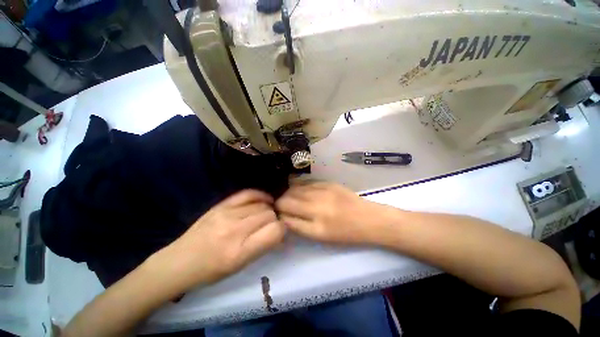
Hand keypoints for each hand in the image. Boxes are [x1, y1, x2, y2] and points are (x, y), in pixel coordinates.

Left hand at [149, 190, 284, 291]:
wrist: (180, 261)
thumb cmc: (212, 271)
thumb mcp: (241, 266)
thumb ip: (263, 246)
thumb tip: (280, 230)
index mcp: (240, 252)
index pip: (275, 231)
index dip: (282, 229)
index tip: (279, 232)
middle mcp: (235, 231)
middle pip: (269, 215)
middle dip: (274, 220)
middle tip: (269, 226)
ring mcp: (226, 214)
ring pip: (261, 205)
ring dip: (267, 209)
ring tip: (265, 214)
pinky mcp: (221, 205)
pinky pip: (248, 193)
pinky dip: (260, 195)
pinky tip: (264, 200)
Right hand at [276, 182, 394, 244]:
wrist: (368, 218)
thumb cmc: (345, 233)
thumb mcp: (320, 236)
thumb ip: (299, 226)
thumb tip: (282, 216)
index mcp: (315, 222)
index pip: (286, 211)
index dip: (277, 211)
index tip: (276, 212)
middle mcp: (317, 203)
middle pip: (288, 197)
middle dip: (281, 200)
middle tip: (280, 204)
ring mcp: (323, 190)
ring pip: (296, 187)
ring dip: (289, 192)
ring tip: (288, 196)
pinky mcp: (328, 182)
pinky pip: (307, 182)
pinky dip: (299, 185)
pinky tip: (298, 188)